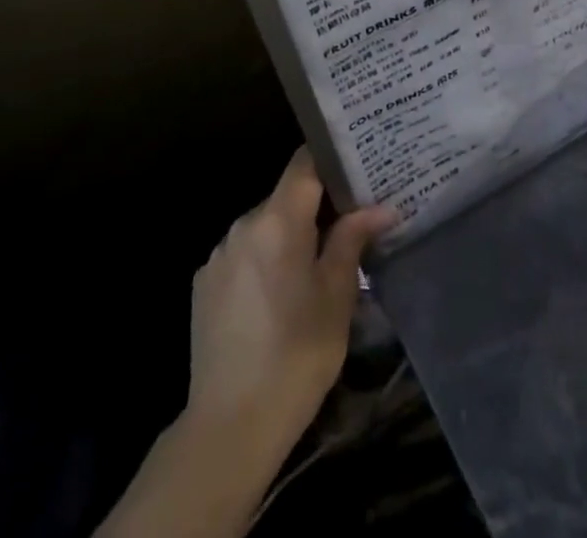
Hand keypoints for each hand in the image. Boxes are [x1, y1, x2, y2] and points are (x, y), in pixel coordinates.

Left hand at [185, 149, 396, 455]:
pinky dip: (264, 261)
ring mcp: (219, 255)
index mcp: (277, 220)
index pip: (304, 163)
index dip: (331, 160)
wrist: (230, 426)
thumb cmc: (297, 354)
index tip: (358, 169)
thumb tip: (382, 207)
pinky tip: (278, 299)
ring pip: (264, 227)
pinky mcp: (204, 284)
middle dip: (316, 208)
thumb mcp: (337, 295)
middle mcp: (243, 225)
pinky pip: (243, 255)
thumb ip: (353, 239)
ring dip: (288, 237)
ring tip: (315, 267)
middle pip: (286, 197)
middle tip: (349, 225)